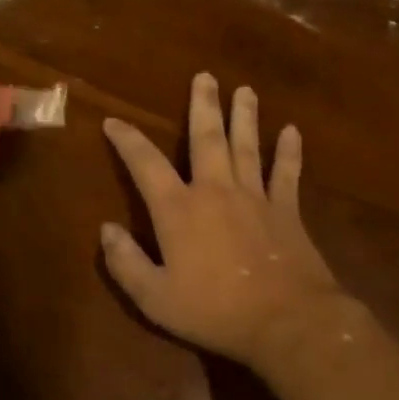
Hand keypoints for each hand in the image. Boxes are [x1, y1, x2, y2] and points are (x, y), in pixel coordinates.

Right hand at [101, 72, 348, 370]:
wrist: (287, 322)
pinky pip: (287, 174)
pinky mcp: (287, 211)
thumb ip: (125, 263)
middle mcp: (215, 191)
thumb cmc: (215, 311)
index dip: (127, 140)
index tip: (113, 121)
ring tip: (244, 90)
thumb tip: (106, 229)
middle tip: (205, 77)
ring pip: (247, 146)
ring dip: (245, 116)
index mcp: (179, 210)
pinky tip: (292, 131)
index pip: (145, 165)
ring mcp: (255, 198)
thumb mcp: (154, 297)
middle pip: (206, 139)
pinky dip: (289, 152)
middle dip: (203, 106)